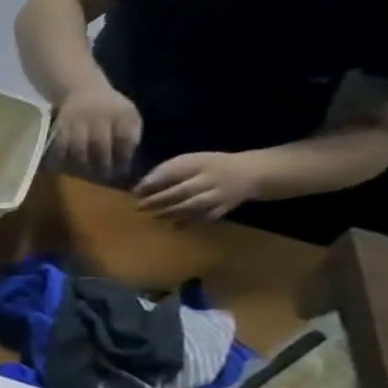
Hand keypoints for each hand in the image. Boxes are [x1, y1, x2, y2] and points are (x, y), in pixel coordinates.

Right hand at [51, 82, 142, 182]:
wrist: (81, 89)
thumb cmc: (109, 106)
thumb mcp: (127, 114)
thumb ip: (130, 133)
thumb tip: (126, 157)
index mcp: (121, 114)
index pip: (124, 138)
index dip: (123, 157)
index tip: (122, 171)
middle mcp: (99, 117)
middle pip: (99, 144)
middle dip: (102, 163)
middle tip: (103, 177)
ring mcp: (77, 122)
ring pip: (78, 147)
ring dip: (82, 164)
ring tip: (84, 174)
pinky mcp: (59, 126)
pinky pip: (59, 146)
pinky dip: (62, 158)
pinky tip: (65, 166)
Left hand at [133, 151, 261, 221]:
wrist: (252, 172)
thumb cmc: (208, 167)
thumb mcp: (188, 161)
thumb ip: (164, 172)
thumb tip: (139, 188)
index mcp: (199, 164)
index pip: (173, 172)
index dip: (152, 183)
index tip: (136, 191)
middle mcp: (211, 179)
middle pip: (183, 190)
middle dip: (158, 200)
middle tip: (139, 207)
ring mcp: (220, 194)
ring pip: (195, 205)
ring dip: (172, 212)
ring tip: (155, 216)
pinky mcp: (226, 207)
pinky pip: (208, 217)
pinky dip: (191, 222)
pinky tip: (175, 226)